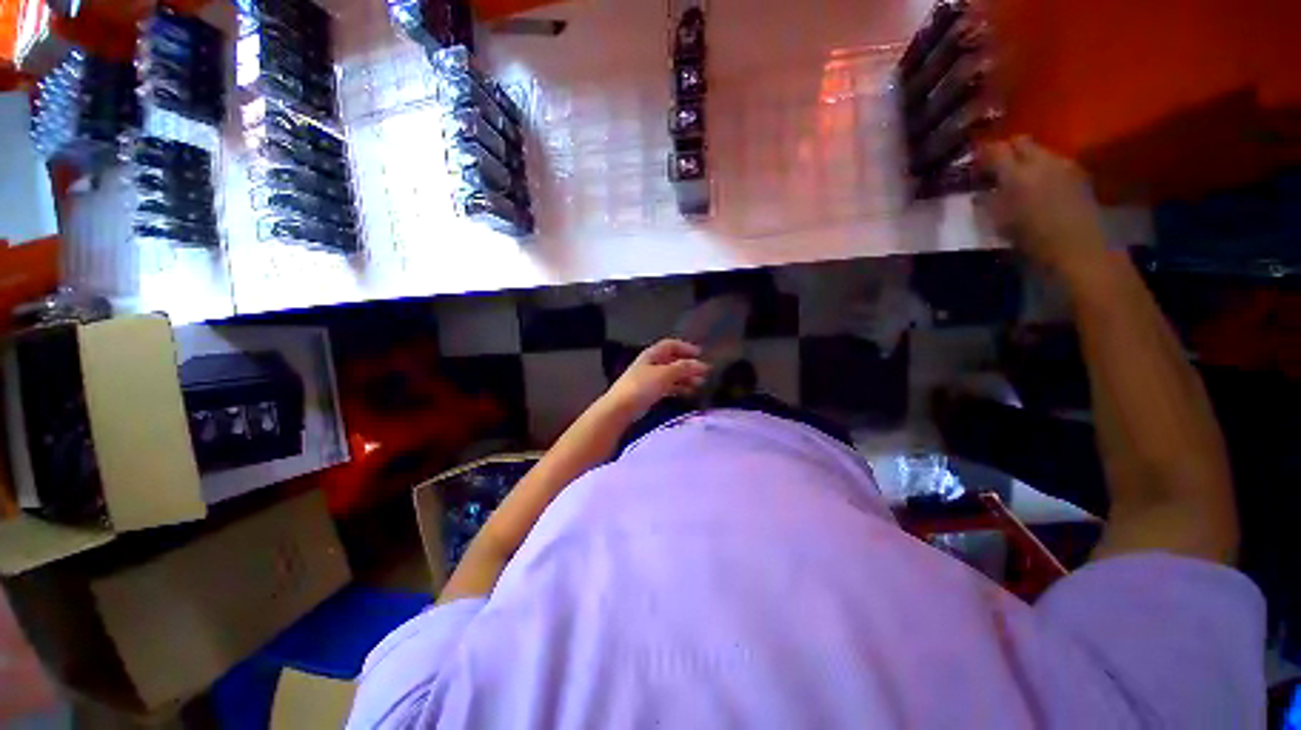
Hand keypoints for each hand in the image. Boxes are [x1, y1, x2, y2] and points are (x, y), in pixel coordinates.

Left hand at [601, 339, 710, 419]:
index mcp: (652, 354)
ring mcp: (649, 379)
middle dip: (688, 365)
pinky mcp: (649, 393)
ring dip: (685, 378)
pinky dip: (679, 388)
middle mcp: (651, 364)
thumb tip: (701, 364)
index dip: (686, 347)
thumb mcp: (665, 374)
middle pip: (672, 360)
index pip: (671, 345)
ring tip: (700, 385)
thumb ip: (684, 368)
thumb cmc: (642, 386)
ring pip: (671, 375)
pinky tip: (688, 393)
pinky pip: (668, 387)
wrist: (620, 408)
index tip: (700, 354)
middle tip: (704, 374)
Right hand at [980, 136, 1109, 284]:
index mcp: (1016, 173)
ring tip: (1019, 177)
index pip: (995, 150)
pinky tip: (1041, 185)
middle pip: (1021, 141)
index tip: (975, 161)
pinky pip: (1055, 162)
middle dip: (1008, 149)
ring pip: (1039, 150)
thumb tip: (979, 193)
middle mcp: (1040, 161)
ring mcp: (1063, 165)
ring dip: (1027, 159)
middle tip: (997, 165)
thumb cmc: (1031, 238)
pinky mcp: (1078, 174)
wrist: (1077, 247)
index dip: (983, 152)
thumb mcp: (999, 223)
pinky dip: (1044, 169)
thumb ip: (987, 203)